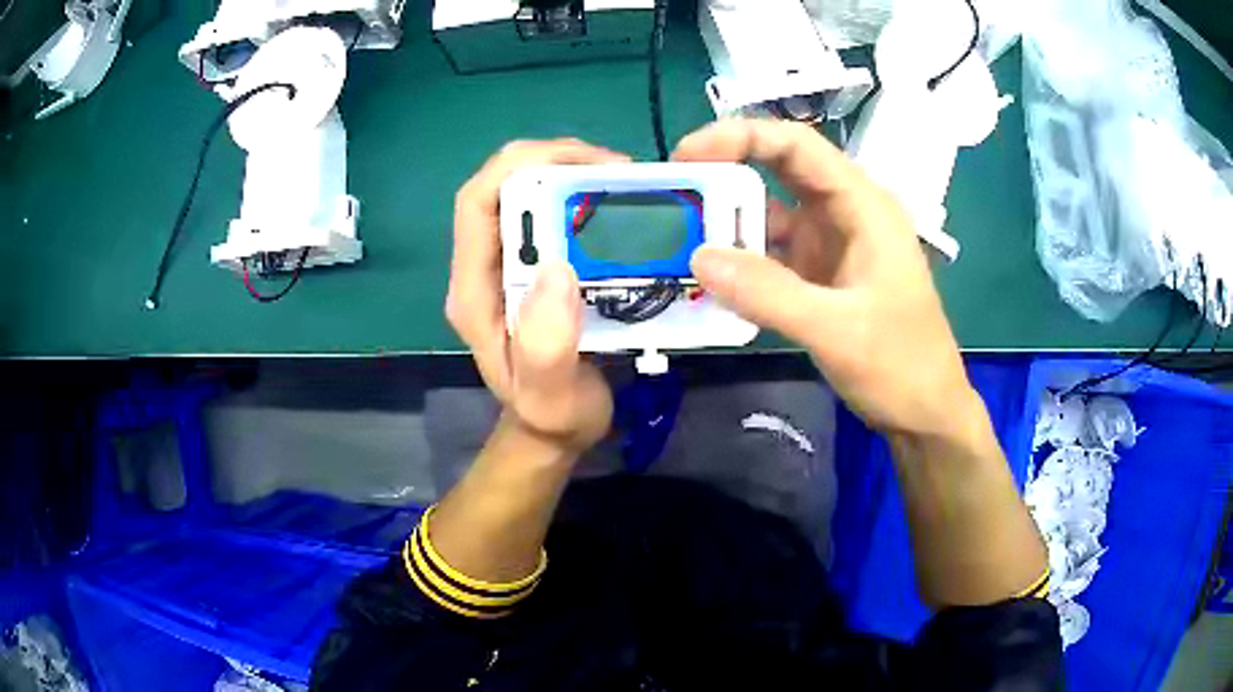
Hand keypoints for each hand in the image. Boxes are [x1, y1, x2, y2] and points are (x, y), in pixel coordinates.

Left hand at [447, 140, 626, 452]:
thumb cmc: (552, 415)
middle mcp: (485, 266)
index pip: (478, 203)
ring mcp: (509, 263)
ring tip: (626, 183)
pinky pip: (554, 214)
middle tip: (618, 171)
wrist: (554, 429)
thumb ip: (546, 347)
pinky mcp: (536, 266)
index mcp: (475, 290)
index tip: (585, 166)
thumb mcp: (550, 396)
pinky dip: (586, 198)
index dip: (522, 168)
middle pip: (504, 185)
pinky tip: (620, 206)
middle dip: (557, 162)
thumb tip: (558, 269)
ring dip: (574, 175)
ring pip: (530, 192)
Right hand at [675, 119, 975, 437]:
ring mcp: (833, 244)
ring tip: (682, 240)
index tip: (687, 154)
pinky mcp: (821, 275)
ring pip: (772, 214)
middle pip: (781, 171)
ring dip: (731, 224)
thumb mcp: (837, 330)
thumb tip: (698, 258)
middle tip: (674, 194)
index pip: (798, 146)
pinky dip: (743, 261)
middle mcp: (846, 214)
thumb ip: (769, 294)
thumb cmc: (901, 365)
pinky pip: (773, 254)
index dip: (741, 136)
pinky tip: (712, 277)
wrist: (925, 413)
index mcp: (864, 206)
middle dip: (727, 173)